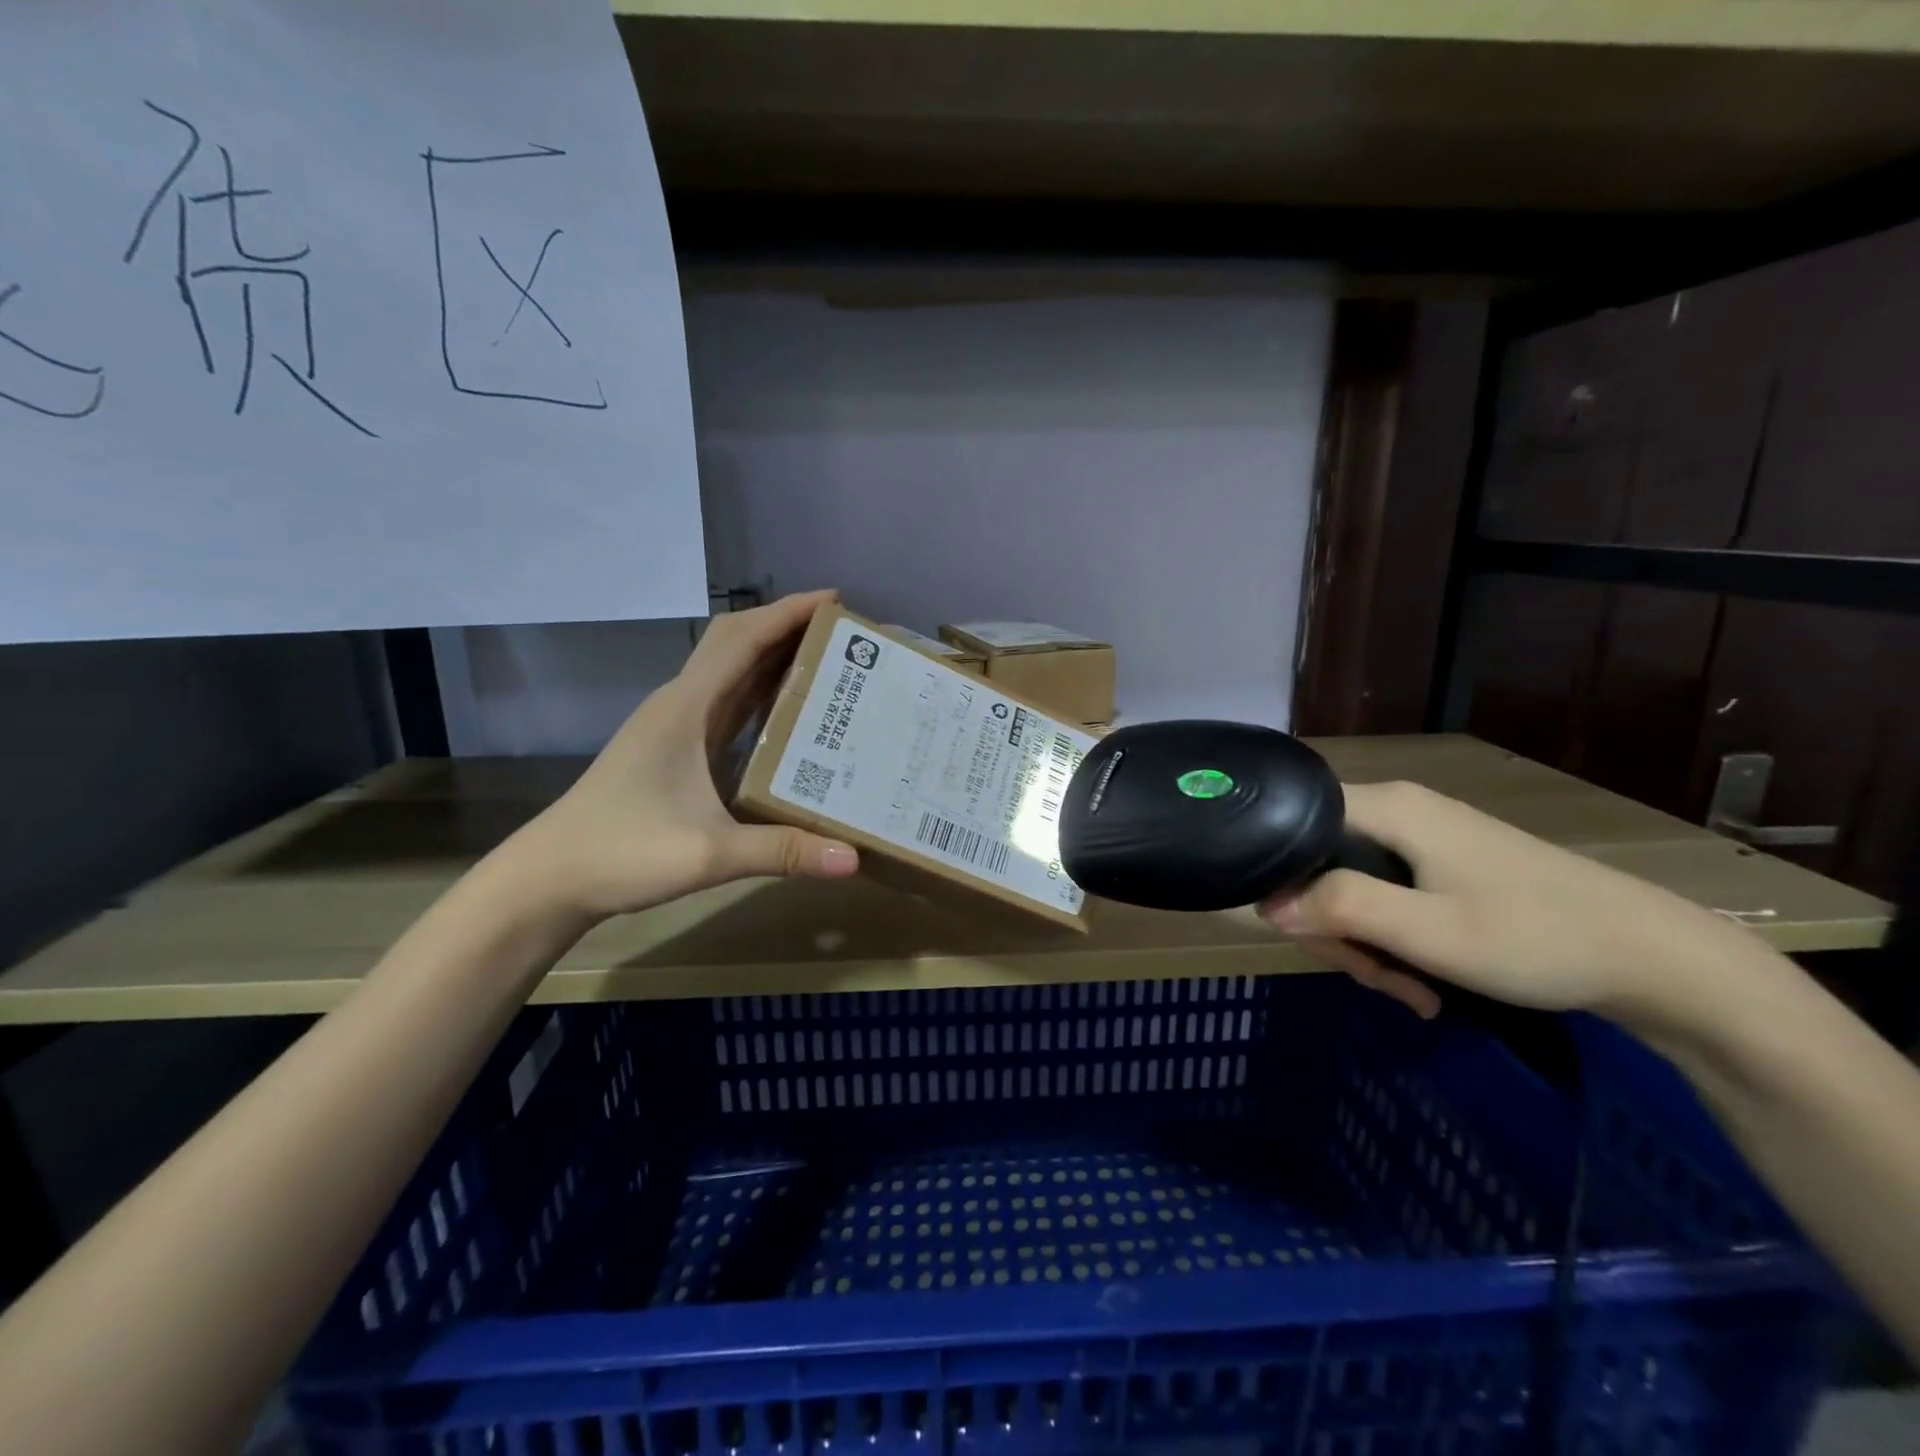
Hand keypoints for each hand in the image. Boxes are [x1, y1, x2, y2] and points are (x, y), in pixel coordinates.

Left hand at [502, 591, 858, 923]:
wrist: (551, 879)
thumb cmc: (622, 853)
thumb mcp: (708, 854)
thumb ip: (782, 851)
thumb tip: (852, 859)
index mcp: (686, 708)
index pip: (742, 640)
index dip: (788, 613)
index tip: (836, 601)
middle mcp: (682, 705)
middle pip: (737, 644)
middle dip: (787, 627)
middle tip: (842, 635)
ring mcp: (676, 725)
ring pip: (732, 672)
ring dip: (776, 657)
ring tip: (831, 663)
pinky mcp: (677, 748)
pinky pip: (728, 704)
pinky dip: (762, 693)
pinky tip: (791, 711)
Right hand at [1258, 781, 1765, 1029]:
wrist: (1654, 958)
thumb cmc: (1534, 936)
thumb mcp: (1427, 931)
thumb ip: (1340, 908)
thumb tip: (1265, 905)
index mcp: (1386, 807)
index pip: (1293, 823)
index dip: (1282, 876)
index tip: (1308, 932)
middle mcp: (1396, 810)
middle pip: (1320, 862)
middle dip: (1335, 927)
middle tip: (1374, 976)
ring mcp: (1421, 837)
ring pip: (1352, 886)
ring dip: (1367, 945)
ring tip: (1411, 992)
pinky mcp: (1442, 864)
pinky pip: (1386, 897)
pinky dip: (1394, 941)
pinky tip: (1424, 985)